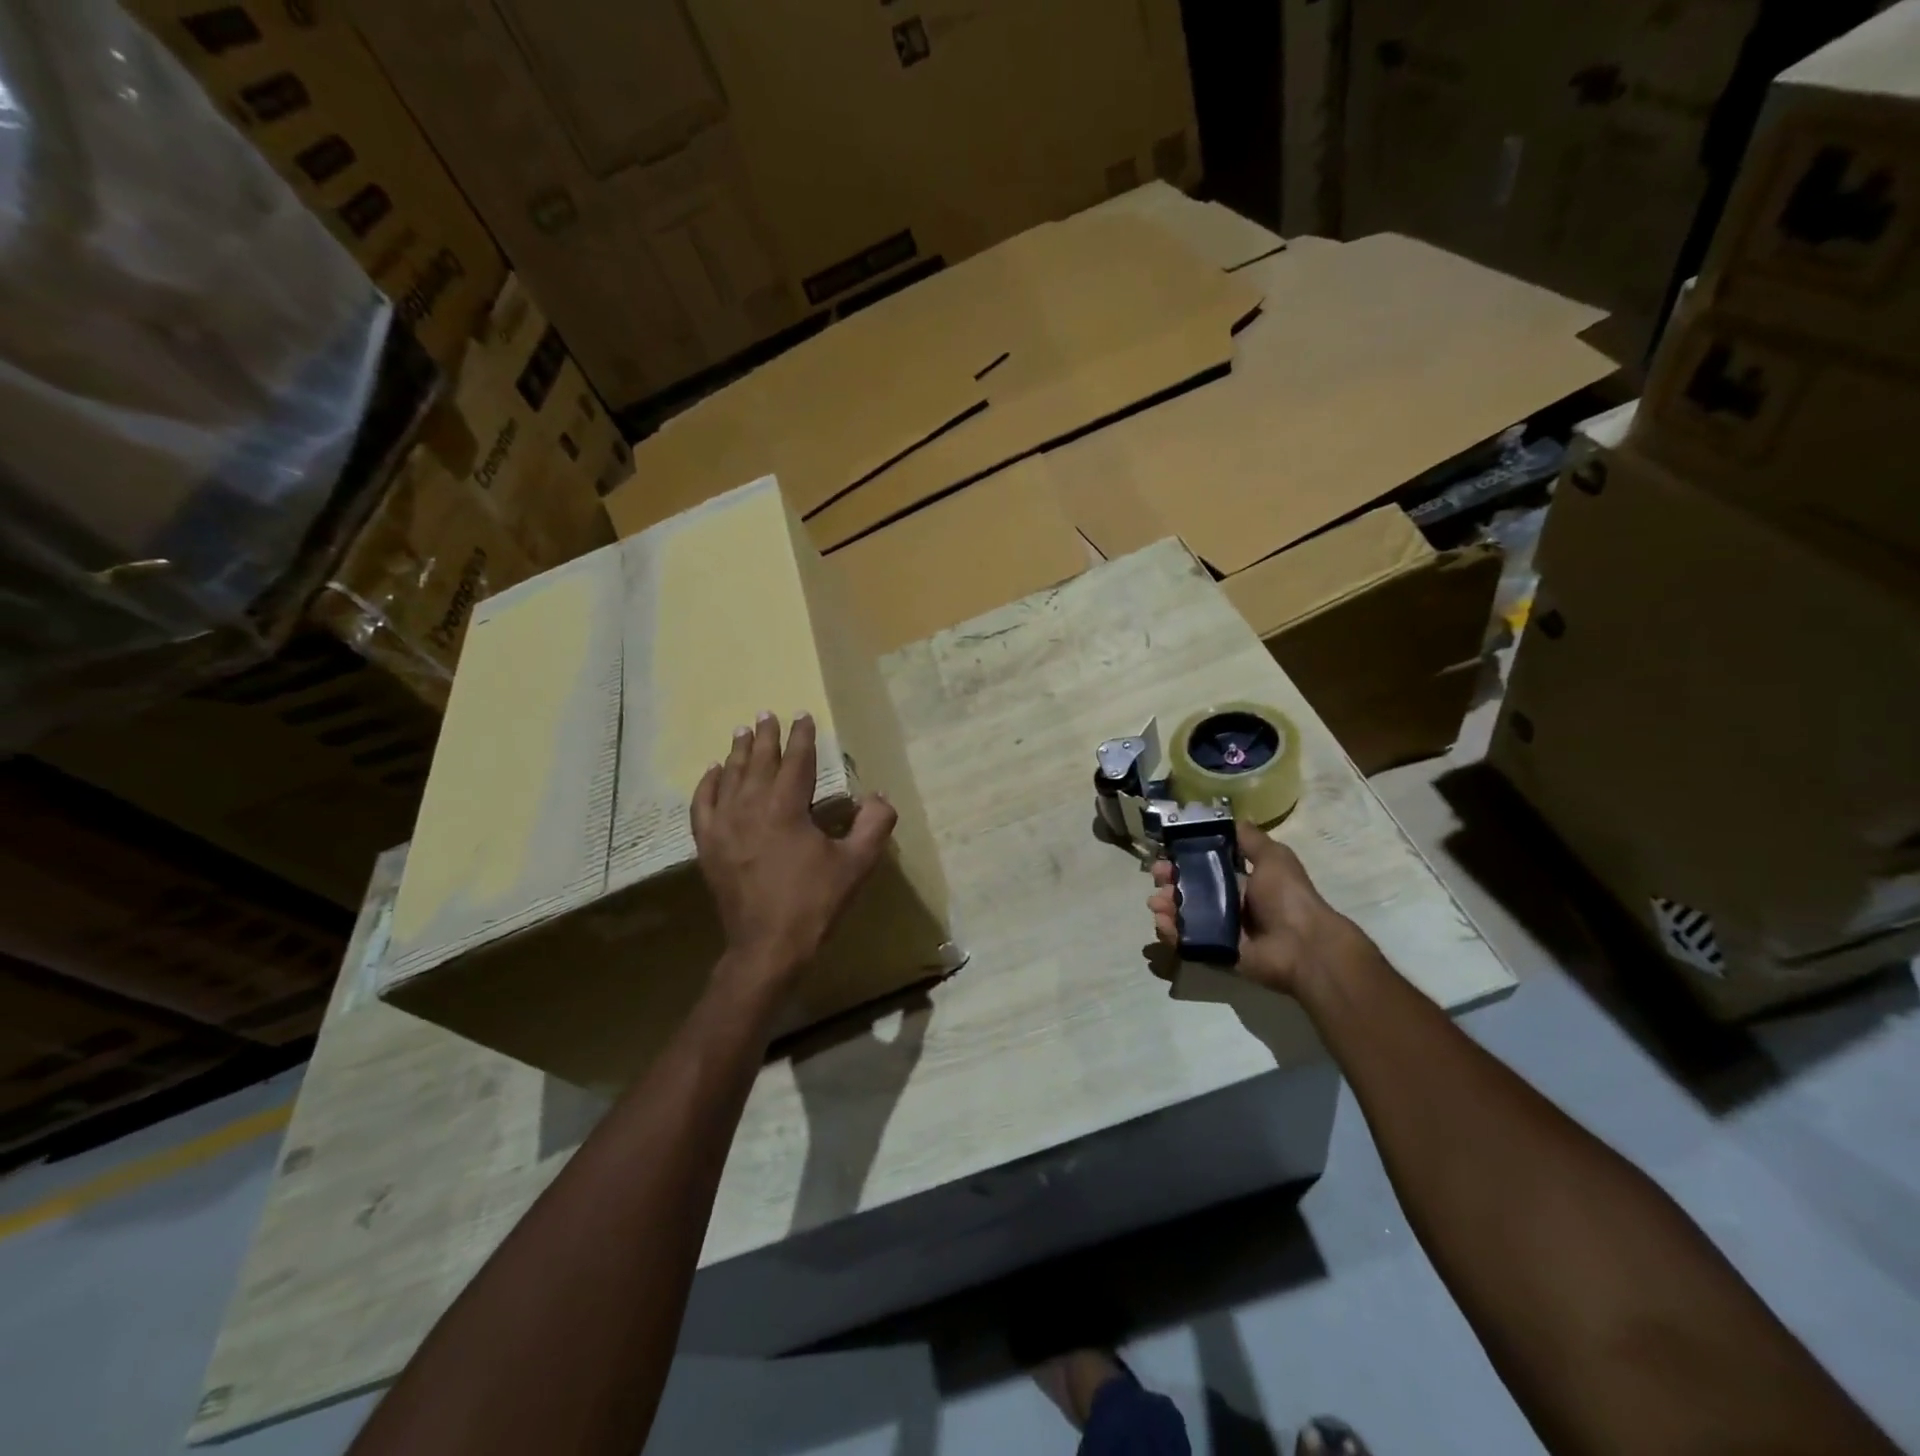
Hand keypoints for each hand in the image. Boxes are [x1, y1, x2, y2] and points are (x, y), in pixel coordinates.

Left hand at [692, 712, 897, 990]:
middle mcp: (751, 806)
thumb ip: (874, 825)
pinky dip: (707, 784)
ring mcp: (724, 825)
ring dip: (738, 752)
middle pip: (758, 761)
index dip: (801, 736)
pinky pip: (703, 804)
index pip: (796, 760)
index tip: (802, 715)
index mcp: (786, 807)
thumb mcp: (856, 863)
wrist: (768, 946)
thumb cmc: (815, 902)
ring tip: (742, 731)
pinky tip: (713, 772)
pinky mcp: (709, 845)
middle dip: (766, 736)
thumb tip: (880, 797)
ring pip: (730, 777)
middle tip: (767, 714)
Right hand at [1147, 822, 1364, 995]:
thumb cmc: (1288, 897)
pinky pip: (1187, 941)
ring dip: (1166, 905)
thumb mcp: (1274, 857)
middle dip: (1169, 881)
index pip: (1204, 867)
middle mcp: (1229, 904)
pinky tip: (1163, 922)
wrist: (1302, 945)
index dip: (1184, 859)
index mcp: (1242, 882)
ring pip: (1183, 914)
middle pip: (1189, 890)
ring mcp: (1220, 930)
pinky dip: (1171, 932)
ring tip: (1157, 902)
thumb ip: (1251, 839)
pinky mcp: (1214, 951)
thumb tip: (1232, 819)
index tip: (1167, 853)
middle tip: (1158, 878)